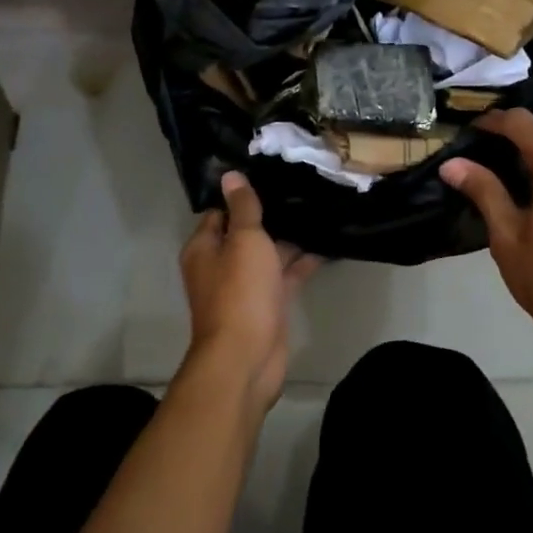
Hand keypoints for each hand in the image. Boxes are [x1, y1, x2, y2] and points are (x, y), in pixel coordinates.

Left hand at [178, 171, 320, 410]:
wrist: (247, 356)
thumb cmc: (240, 292)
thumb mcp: (244, 241)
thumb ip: (243, 208)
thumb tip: (230, 176)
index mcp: (205, 248)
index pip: (221, 212)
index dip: (242, 196)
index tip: (271, 175)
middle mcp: (221, 265)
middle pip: (246, 233)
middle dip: (272, 216)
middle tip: (303, 188)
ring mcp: (245, 287)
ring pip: (268, 255)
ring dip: (290, 239)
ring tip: (320, 211)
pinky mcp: (267, 304)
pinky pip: (284, 276)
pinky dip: (302, 263)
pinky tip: (327, 246)